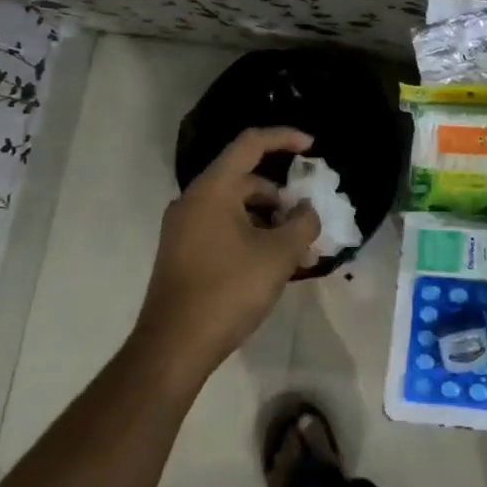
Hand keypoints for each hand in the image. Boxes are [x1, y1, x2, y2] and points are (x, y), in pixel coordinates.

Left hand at [134, 128, 321, 384]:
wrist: (173, 348)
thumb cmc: (228, 291)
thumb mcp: (279, 255)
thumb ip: (303, 223)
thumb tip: (307, 211)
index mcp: (213, 189)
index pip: (251, 143)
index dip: (284, 138)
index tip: (313, 147)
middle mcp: (193, 200)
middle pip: (245, 178)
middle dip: (282, 193)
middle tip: (308, 216)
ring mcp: (184, 227)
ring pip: (236, 206)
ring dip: (269, 218)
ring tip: (296, 246)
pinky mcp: (183, 252)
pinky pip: (223, 227)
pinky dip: (250, 233)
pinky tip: (271, 262)